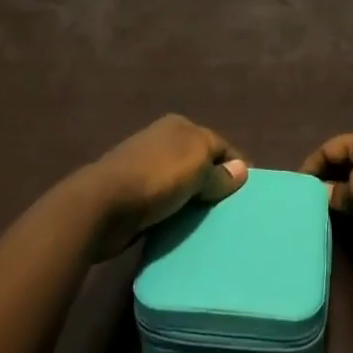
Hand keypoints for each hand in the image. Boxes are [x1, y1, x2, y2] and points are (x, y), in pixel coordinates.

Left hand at [80, 115, 246, 257]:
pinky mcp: (134, 194)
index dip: (235, 166)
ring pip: (183, 184)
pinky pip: (166, 203)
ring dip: (195, 200)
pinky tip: (184, 227)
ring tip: (212, 223)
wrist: (103, 204)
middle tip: (232, 210)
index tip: (248, 193)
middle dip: (215, 183)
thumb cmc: (156, 177)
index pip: (219, 144)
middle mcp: (163, 141)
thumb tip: (241, 170)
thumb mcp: (198, 167)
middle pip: (200, 163)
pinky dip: (176, 213)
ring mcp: (146, 168)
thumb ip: (220, 171)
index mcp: (180, 126)